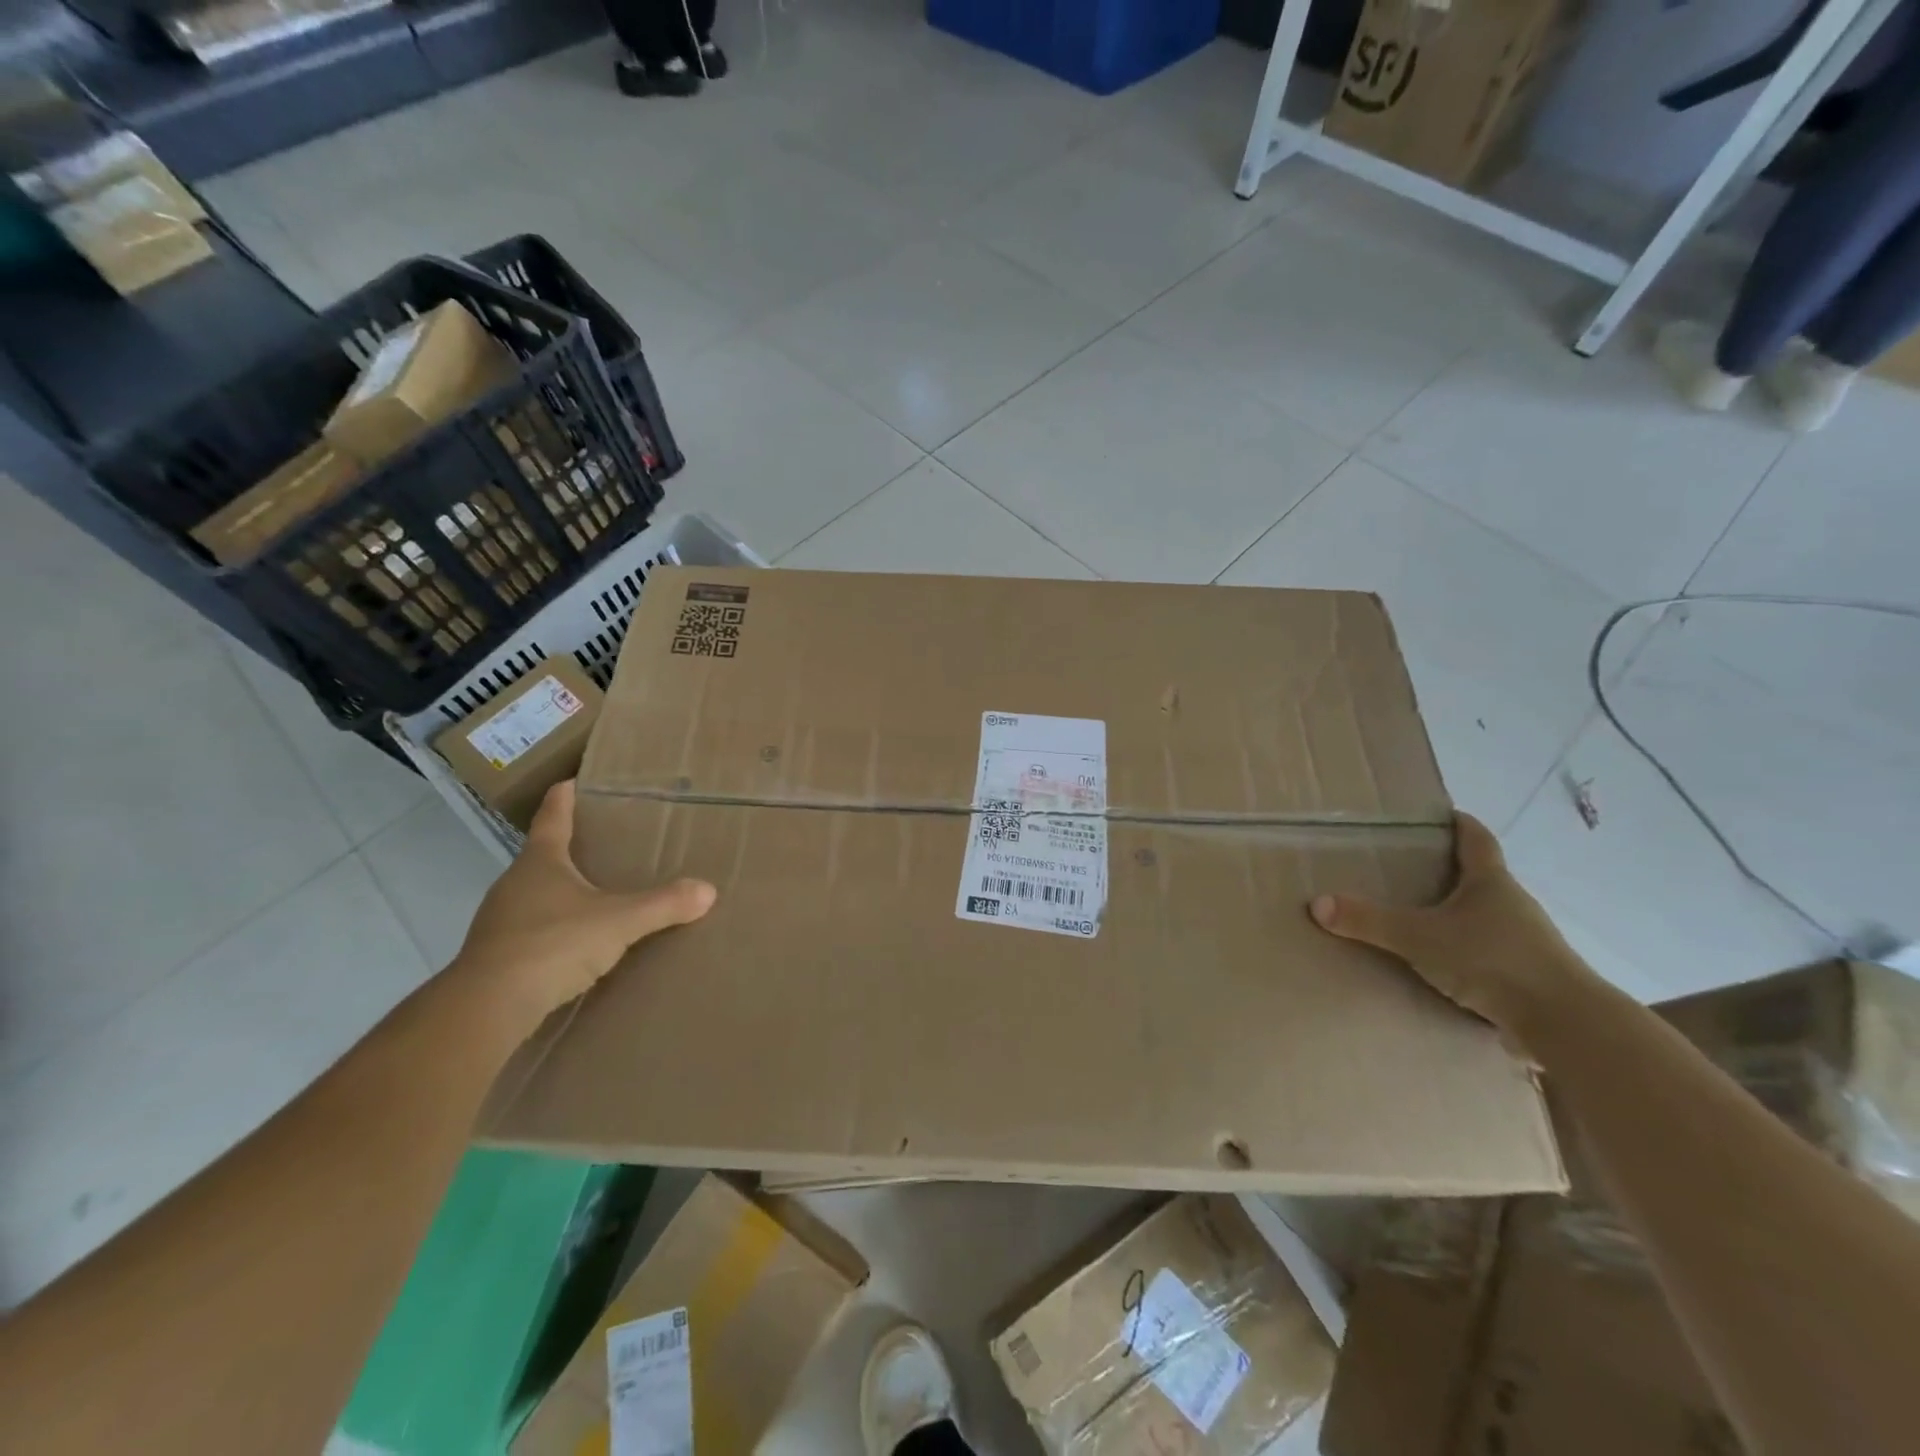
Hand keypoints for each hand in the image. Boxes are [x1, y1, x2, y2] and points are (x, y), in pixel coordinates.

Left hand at [453, 780, 716, 1028]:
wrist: (488, 1007)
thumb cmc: (553, 944)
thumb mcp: (619, 921)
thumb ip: (663, 904)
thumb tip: (708, 890)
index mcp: (540, 861)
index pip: (552, 816)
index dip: (564, 796)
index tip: (572, 780)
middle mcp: (515, 882)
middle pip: (543, 854)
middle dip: (569, 847)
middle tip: (602, 843)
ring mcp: (501, 920)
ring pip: (535, 893)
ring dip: (561, 891)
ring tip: (594, 894)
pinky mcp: (497, 955)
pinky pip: (531, 929)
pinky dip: (553, 927)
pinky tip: (574, 942)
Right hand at [1308, 812, 1599, 1046]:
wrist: (1566, 1024)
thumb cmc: (1494, 961)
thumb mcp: (1419, 937)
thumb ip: (1369, 921)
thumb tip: (1316, 904)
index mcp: (1491, 883)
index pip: (1476, 839)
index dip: (1459, 823)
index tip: (1442, 813)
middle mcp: (1513, 905)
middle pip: (1481, 878)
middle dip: (1449, 872)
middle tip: (1410, 869)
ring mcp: (1527, 943)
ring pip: (1487, 918)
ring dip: (1459, 916)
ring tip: (1422, 920)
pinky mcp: (1529, 978)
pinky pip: (1491, 955)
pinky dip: (1468, 953)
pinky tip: (1444, 967)